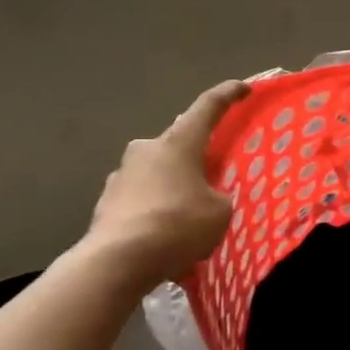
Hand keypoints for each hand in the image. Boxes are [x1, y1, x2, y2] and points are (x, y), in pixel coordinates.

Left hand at [86, 80, 249, 281]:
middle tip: (211, 176)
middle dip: (194, 156)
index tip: (243, 88)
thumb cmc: (178, 225)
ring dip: (171, 185)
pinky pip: (139, 199)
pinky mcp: (105, 202)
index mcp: (178, 143)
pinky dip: (153, 209)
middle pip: (177, 143)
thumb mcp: (220, 212)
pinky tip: (163, 235)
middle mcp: (146, 149)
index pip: (208, 107)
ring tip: (187, 215)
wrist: (117, 261)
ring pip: (156, 172)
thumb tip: (206, 197)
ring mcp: (120, 175)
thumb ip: (218, 197)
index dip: (228, 95)